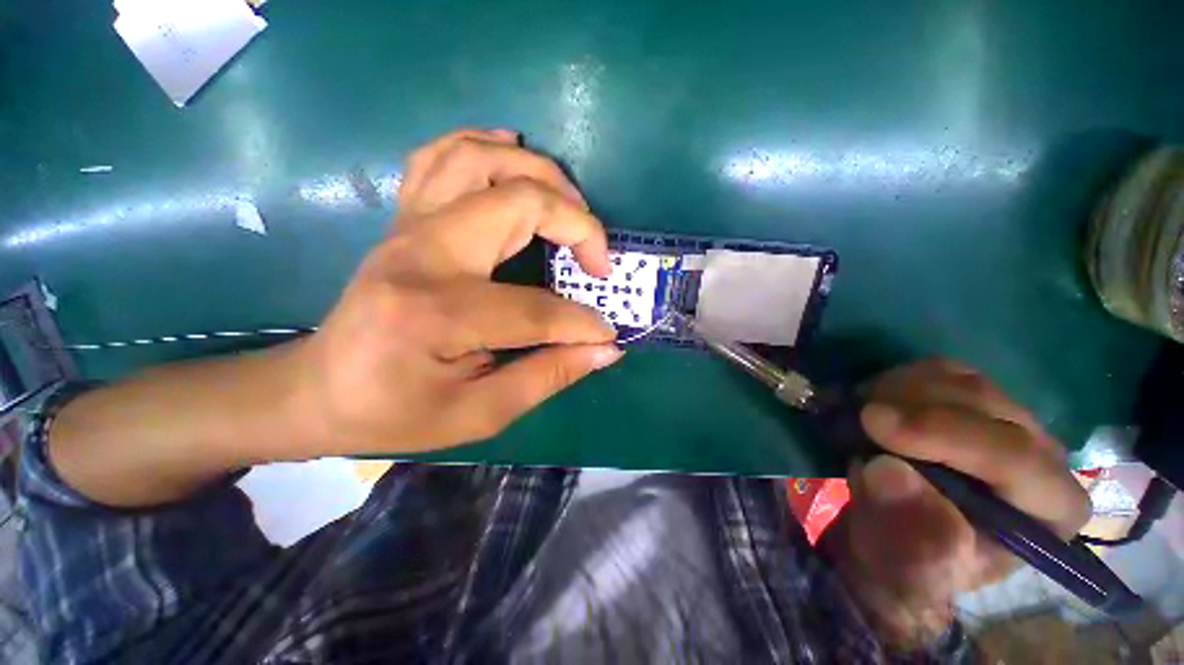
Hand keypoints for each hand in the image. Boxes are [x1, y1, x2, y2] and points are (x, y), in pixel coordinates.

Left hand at [289, 129, 622, 455]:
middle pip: (516, 204)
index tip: (607, 336)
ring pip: (480, 161)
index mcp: (436, 314)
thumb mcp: (478, 414)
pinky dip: (484, 145)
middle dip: (576, 224)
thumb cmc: (395, 413)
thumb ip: (547, 377)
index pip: (536, 310)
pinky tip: (512, 152)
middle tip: (598, 261)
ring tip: (573, 206)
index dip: (582, 324)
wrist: (319, 390)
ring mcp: (408, 228)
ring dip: (540, 174)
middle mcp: (422, 255)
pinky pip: (441, 157)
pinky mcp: (404, 220)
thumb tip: (605, 350)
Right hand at [819, 359, 1090, 649]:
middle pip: (988, 406)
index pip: (1015, 457)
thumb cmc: (909, 561)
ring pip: (962, 379)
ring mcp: (1008, 422)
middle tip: (857, 417)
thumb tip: (886, 470)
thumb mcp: (906, 569)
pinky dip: (898, 379)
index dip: (944, 434)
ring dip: (900, 389)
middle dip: (914, 406)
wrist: (893, 534)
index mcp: (1050, 511)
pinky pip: (938, 370)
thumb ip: (908, 533)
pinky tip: (874, 401)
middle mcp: (1043, 457)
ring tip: (861, 414)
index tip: (873, 422)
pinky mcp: (971, 401)